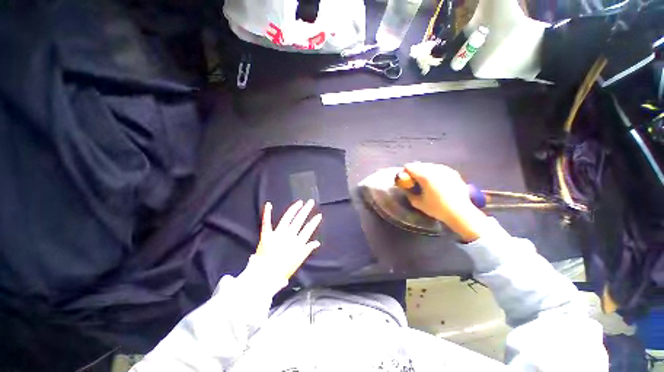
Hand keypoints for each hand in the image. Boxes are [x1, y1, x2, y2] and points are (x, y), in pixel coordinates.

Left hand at [255, 200, 322, 279]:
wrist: (266, 276)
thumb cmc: (284, 269)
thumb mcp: (299, 260)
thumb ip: (308, 249)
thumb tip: (317, 242)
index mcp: (297, 242)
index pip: (308, 229)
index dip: (314, 222)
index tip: (319, 215)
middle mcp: (289, 235)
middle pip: (299, 220)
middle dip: (306, 210)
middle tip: (311, 202)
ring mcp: (278, 234)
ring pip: (287, 218)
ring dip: (294, 209)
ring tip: (300, 202)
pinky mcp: (267, 235)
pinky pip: (267, 222)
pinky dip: (267, 213)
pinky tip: (269, 204)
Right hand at [403, 162, 484, 242]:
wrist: (460, 213)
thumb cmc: (437, 208)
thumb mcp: (418, 203)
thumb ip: (409, 193)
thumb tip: (406, 189)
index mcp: (425, 175)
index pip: (409, 167)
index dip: (404, 172)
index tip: (405, 180)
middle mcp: (435, 169)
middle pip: (419, 165)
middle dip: (414, 171)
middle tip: (414, 181)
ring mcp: (446, 169)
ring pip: (429, 166)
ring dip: (424, 171)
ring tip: (425, 182)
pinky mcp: (453, 172)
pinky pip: (439, 169)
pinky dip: (434, 173)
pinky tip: (436, 182)